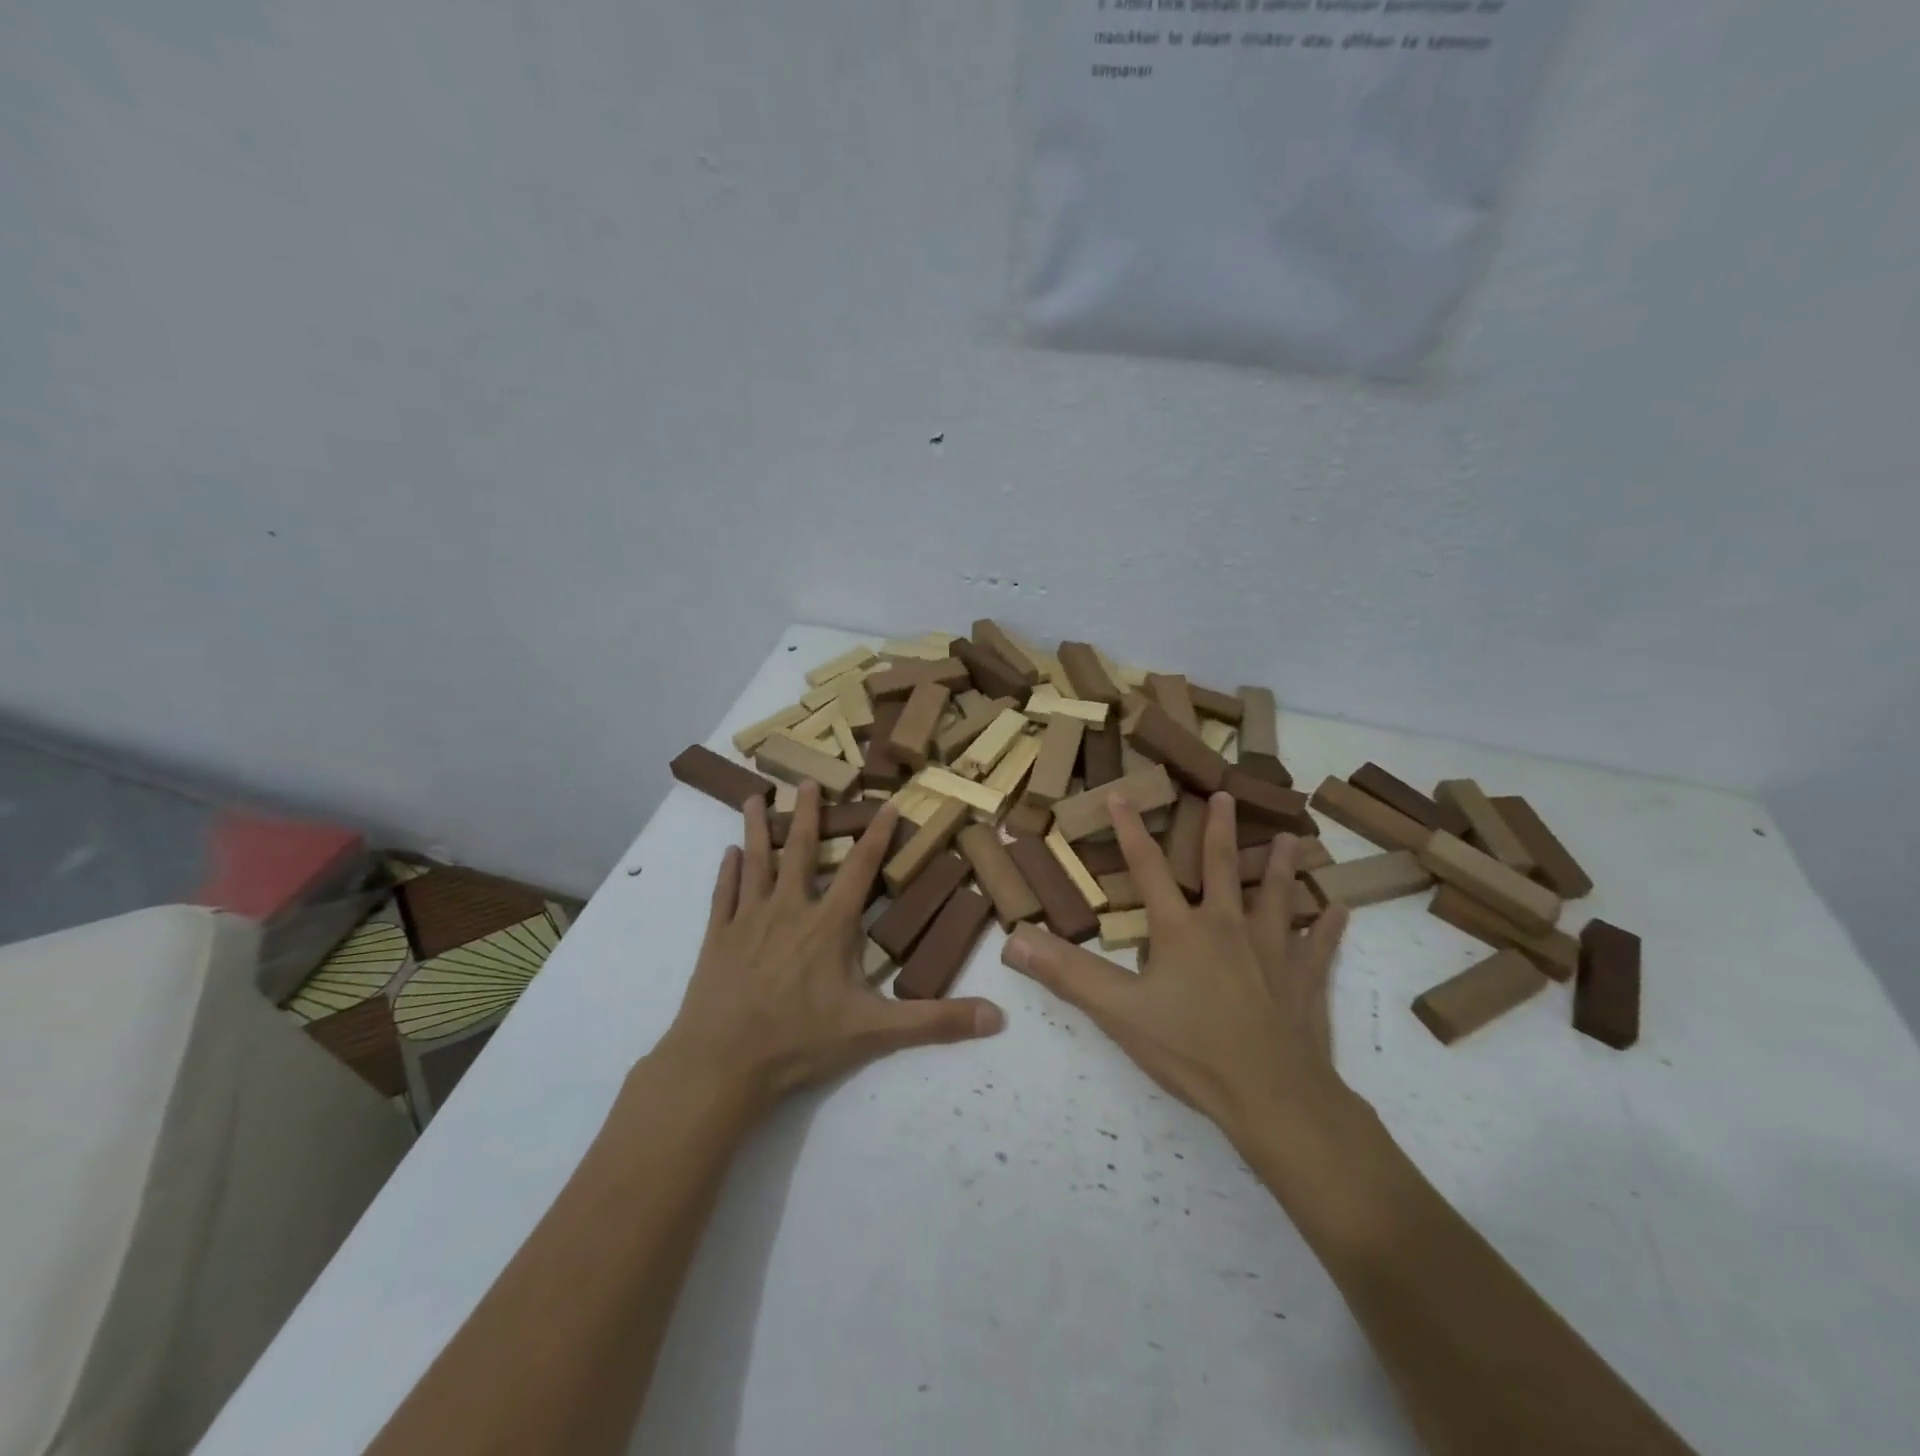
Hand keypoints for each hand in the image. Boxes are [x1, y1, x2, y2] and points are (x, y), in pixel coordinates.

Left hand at [653, 782, 1004, 1117]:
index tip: (887, 804)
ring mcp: (749, 920)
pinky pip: (724, 894)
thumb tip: (997, 1018)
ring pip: (756, 861)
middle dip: (808, 814)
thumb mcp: (876, 1032)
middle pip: (801, 851)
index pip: (861, 869)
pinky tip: (727, 854)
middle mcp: (789, 909)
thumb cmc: (800, 1042)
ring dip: (758, 829)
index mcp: (829, 924)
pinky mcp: (718, 937)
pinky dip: (727, 872)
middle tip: (806, 780)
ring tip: (755, 797)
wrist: (721, 1063)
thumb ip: (935, 1021)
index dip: (877, 835)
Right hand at [1001, 793, 1350, 1148]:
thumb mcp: (1119, 1012)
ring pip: (1277, 897)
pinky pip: (1320, 946)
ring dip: (1282, 867)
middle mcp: (1228, 927)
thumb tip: (1013, 940)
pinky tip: (1341, 910)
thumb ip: (1067, 974)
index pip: (1149, 869)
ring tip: (1293, 839)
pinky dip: (1330, 926)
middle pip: (1222, 868)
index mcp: (1181, 930)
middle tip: (1225, 795)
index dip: (1130, 831)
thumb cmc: (1191, 1050)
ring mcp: (1272, 951)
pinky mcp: (1305, 980)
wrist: (1273, 1096)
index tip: (1121, 794)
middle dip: (1219, 830)